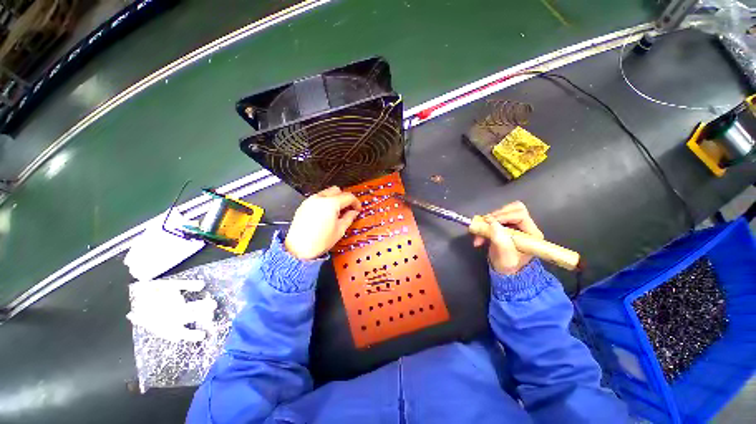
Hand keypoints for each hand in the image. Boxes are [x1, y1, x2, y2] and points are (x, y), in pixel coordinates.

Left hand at [285, 186, 361, 259]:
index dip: (356, 202)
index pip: (348, 197)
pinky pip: (318, 198)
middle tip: (348, 209)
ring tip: (337, 212)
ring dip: (335, 199)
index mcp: (331, 203)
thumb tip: (354, 212)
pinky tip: (326, 214)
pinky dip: (325, 202)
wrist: (298, 249)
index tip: (358, 209)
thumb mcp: (340, 230)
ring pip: (327, 192)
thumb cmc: (320, 241)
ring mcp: (310, 200)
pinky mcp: (303, 205)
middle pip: (337, 190)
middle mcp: (320, 198)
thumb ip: (349, 217)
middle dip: (345, 198)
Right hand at [473, 201, 543, 274]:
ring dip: (489, 220)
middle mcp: (525, 227)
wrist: (505, 272)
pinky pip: (495, 218)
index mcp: (531, 234)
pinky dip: (485, 225)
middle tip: (485, 223)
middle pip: (514, 209)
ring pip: (503, 212)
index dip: (504, 216)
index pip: (520, 215)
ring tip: (479, 232)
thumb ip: (500, 240)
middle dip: (496, 215)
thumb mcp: (504, 257)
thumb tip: (492, 223)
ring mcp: (516, 226)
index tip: (489, 221)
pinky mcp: (506, 226)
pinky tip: (479, 236)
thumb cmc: (508, 266)